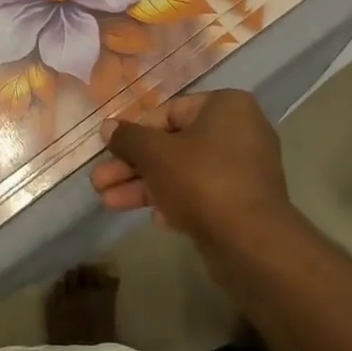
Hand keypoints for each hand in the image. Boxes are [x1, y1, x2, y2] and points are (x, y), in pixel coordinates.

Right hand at [92, 90, 305, 259]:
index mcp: (225, 107)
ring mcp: (243, 170)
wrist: (251, 243)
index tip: (109, 150)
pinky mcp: (242, 202)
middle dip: (132, 166)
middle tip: (99, 181)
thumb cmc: (202, 181)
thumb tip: (107, 127)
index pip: (168, 112)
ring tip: (107, 201)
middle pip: (172, 145)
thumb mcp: (155, 154)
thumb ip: (128, 138)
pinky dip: (174, 201)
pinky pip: (200, 194)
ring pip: (182, 172)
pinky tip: (153, 219)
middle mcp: (239, 132)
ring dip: (143, 186)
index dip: (134, 133)